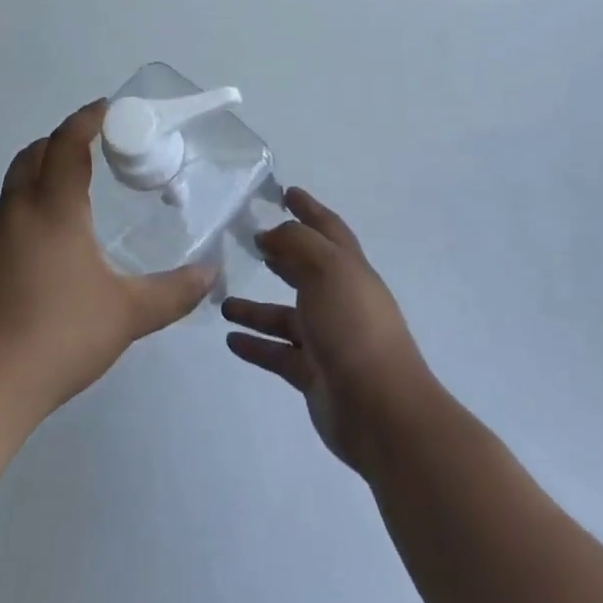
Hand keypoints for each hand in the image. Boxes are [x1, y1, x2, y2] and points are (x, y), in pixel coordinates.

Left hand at [0, 100, 211, 421]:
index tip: (105, 109)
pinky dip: (16, 225)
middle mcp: (13, 213)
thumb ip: (173, 292)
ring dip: (35, 184)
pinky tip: (31, 264)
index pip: (68, 144)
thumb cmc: (58, 338)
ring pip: (9, 193)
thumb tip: (210, 274)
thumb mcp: (127, 315)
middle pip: (32, 156)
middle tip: (86, 151)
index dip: (87, 119)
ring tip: (63, 213)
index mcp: (53, 210)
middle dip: (58, 142)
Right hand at [224, 188, 437, 476]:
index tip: (286, 192)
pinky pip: (277, 352)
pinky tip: (230, 339)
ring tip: (222, 300)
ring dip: (256, 307)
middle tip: (249, 241)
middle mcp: (339, 299)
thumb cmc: (353, 326)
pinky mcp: (312, 373)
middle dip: (282, 253)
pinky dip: (255, 344)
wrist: (380, 410)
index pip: (327, 229)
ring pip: (284, 315)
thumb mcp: (327, 269)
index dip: (309, 209)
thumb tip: (271, 234)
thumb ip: (297, 244)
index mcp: (349, 269)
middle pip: (306, 269)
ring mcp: (326, 338)